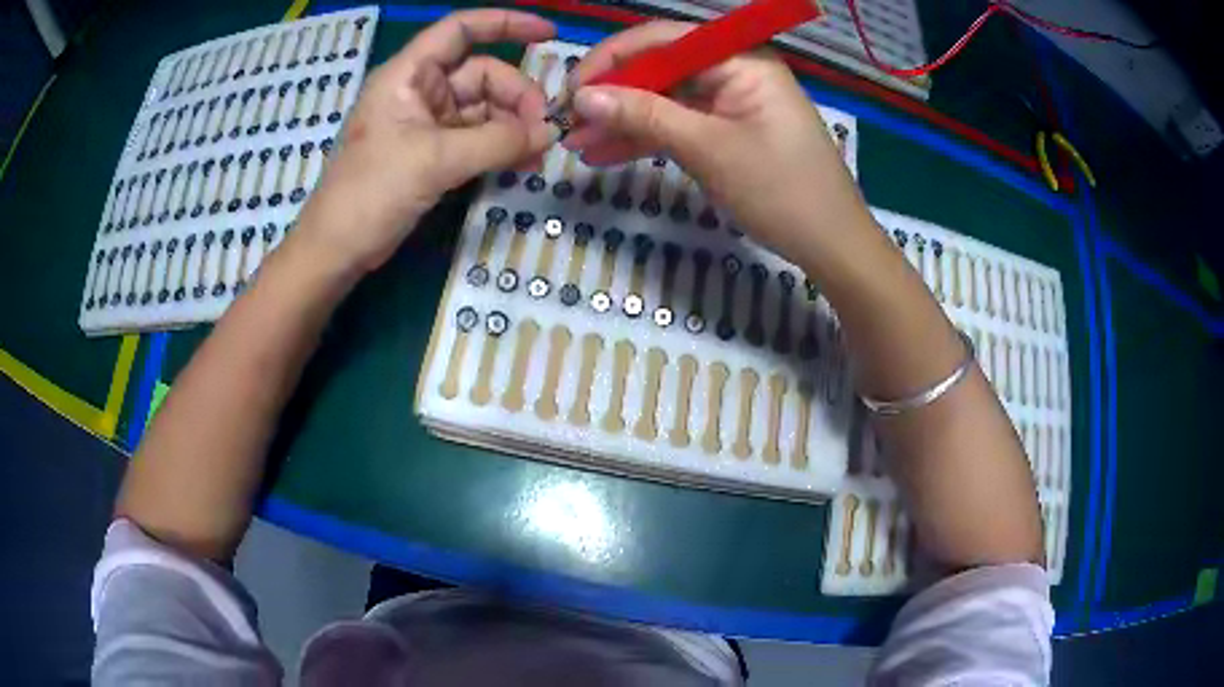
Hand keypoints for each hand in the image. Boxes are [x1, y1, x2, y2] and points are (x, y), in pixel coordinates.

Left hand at [300, 10, 557, 272]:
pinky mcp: (433, 152)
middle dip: (518, 97)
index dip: (506, 24)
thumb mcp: (435, 160)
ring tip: (537, 154)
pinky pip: (478, 137)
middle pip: (484, 74)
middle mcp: (421, 90)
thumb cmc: (371, 192)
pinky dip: (501, 147)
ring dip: (514, 126)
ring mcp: (428, 122)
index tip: (550, 34)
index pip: (461, 30)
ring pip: (485, 108)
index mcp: (409, 74)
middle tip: (543, 133)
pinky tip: (522, 163)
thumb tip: (550, 133)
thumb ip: (498, 142)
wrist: (338, 249)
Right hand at [563, 21, 867, 263]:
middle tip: (567, 123)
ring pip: (664, 100)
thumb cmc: (782, 191)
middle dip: (612, 95)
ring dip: (622, 121)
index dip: (612, 59)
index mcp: (740, 59)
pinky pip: (679, 125)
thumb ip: (645, 115)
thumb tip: (583, 96)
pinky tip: (606, 155)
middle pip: (660, 68)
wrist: (832, 245)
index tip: (572, 90)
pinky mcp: (728, 131)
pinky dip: (646, 139)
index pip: (663, 39)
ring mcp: (731, 102)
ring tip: (577, 146)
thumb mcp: (709, 148)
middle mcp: (734, 71)